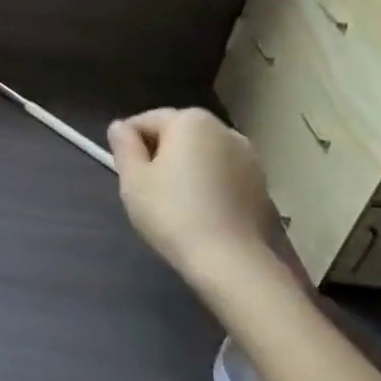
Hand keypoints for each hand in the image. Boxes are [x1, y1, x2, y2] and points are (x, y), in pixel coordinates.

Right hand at [106, 108, 278, 286]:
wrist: (229, 259)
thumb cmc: (171, 213)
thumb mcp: (133, 179)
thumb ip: (124, 146)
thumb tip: (119, 127)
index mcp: (190, 121)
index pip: (146, 121)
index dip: (129, 144)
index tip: (124, 172)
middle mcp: (223, 129)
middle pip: (178, 134)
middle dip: (160, 153)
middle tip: (145, 188)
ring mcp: (249, 155)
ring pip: (203, 154)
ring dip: (187, 167)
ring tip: (175, 202)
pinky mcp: (261, 183)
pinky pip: (223, 173)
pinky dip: (209, 183)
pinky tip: (201, 211)